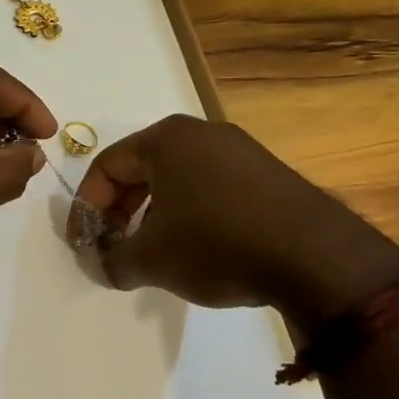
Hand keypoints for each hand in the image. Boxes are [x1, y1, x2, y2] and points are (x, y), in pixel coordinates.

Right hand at [68, 115, 398, 324]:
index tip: (82, 243)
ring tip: (152, 253)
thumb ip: (111, 261)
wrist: (315, 257)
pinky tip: (197, 250)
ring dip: (153, 216)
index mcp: (166, 139)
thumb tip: (101, 265)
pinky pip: (211, 189)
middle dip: (120, 212)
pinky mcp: (268, 175)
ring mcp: (240, 151)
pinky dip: (190, 216)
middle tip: (114, 248)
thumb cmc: (216, 245)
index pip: (106, 166)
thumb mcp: (150, 259)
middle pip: (141, 170)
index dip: (85, 207)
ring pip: (177, 181)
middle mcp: (202, 133)